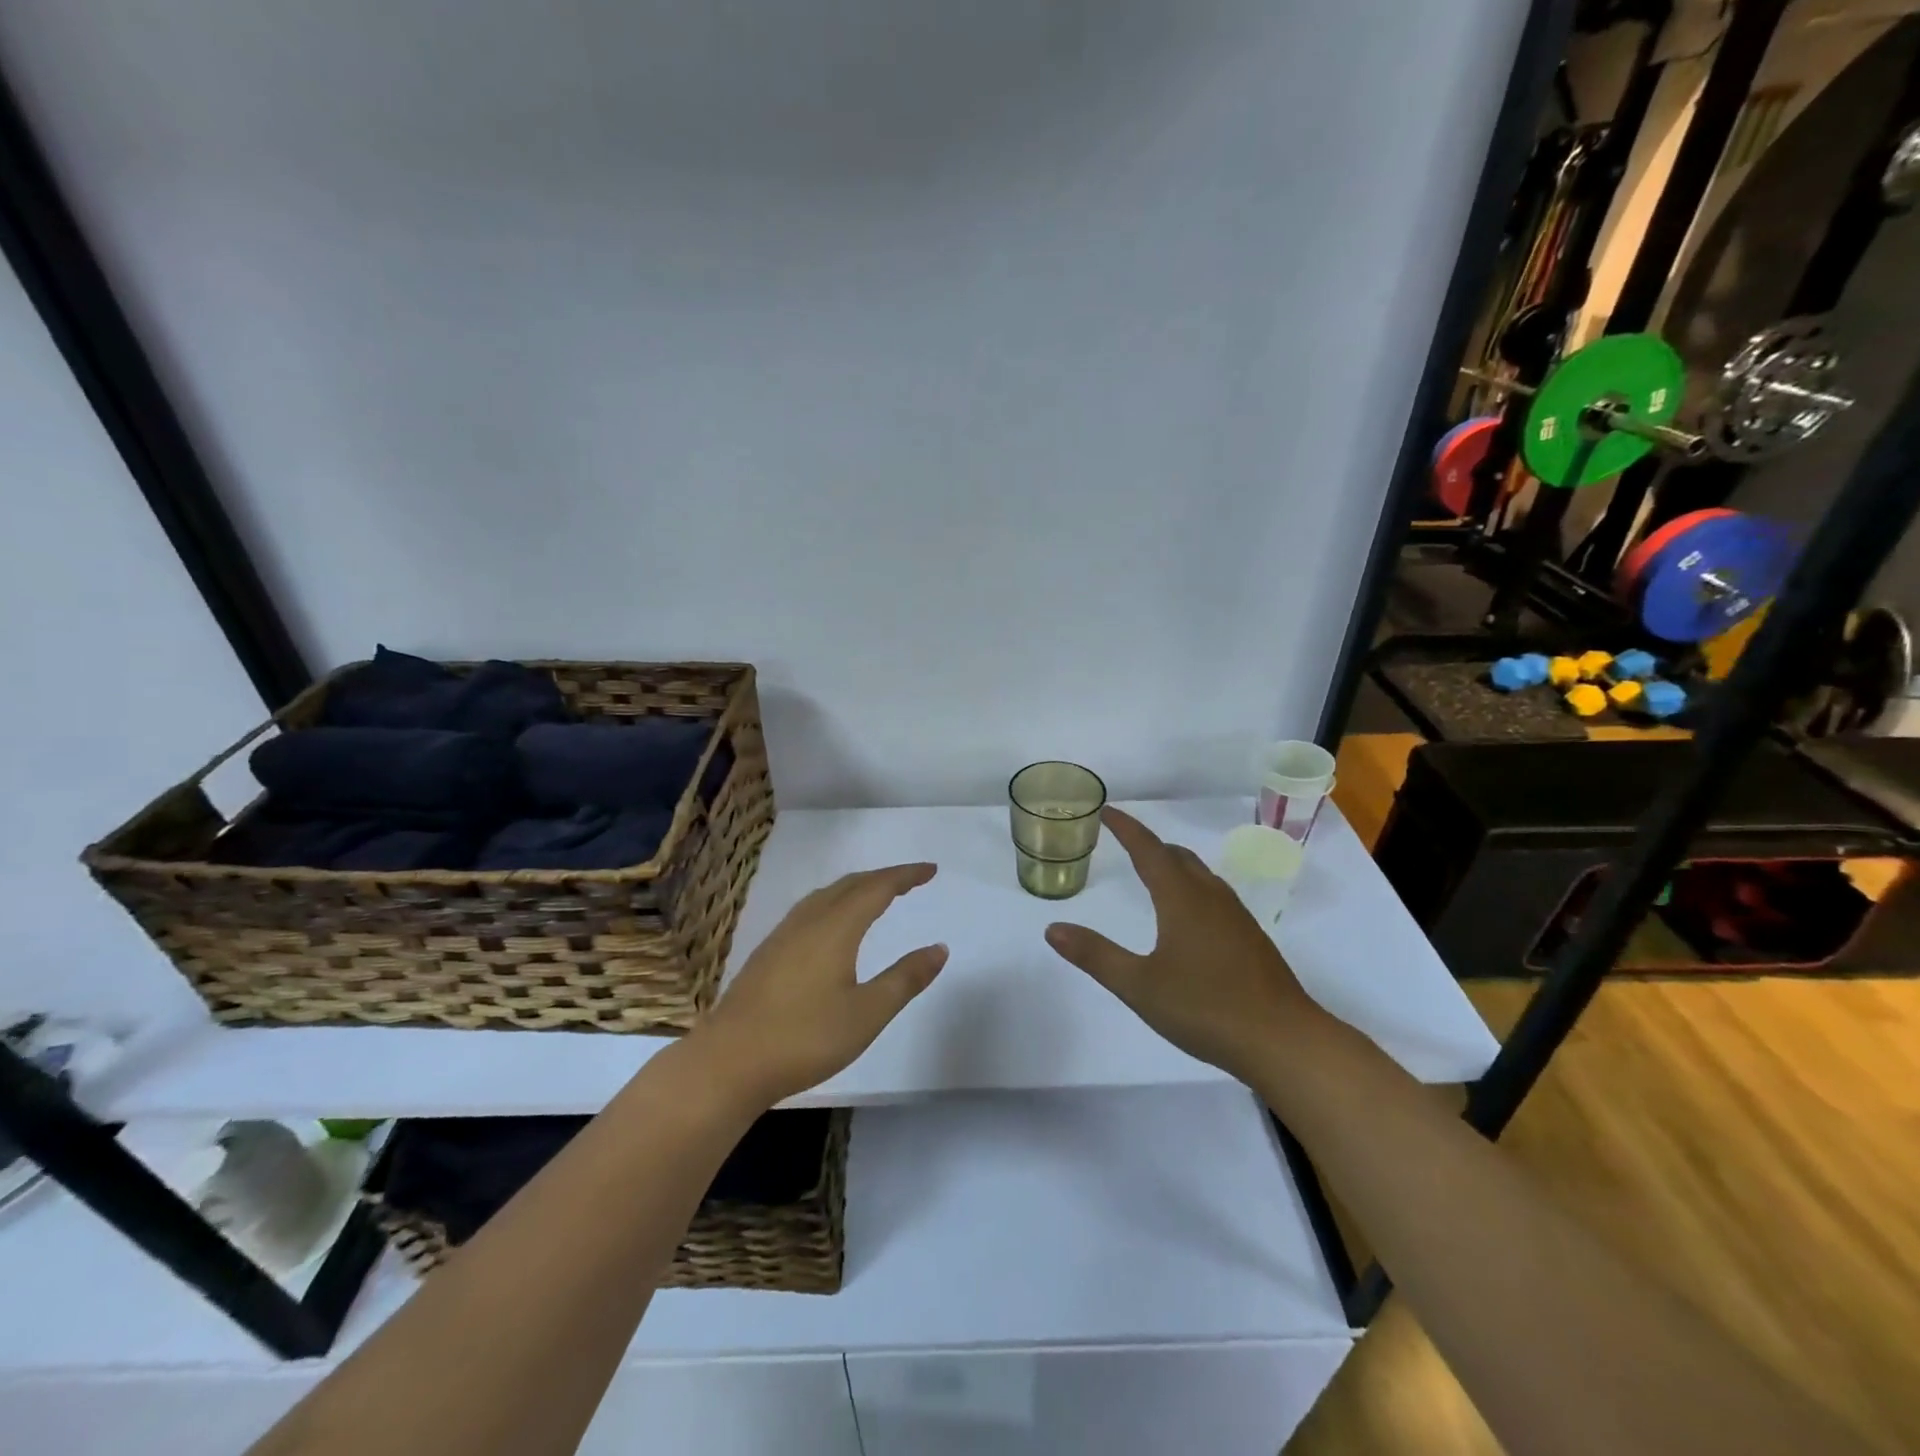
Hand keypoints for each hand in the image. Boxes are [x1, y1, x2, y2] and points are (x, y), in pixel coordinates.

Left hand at [694, 863, 946, 1106]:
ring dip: (855, 888)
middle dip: (882, 877)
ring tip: (875, 895)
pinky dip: (834, 903)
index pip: (877, 888)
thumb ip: (905, 979)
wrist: (729, 1062)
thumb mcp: (867, 1013)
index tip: (931, 870)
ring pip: (825, 896)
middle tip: (910, 880)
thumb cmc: (805, 1037)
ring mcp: (782, 935)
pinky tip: (831, 925)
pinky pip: (809, 910)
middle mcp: (808, 921)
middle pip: (850, 885)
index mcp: (836, 928)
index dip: (905, 876)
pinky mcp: (767, 953)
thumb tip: (939, 948)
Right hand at [1043, 808, 1325, 1082]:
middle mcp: (1211, 898)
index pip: (1148, 850)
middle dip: (1149, 844)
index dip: (1126, 828)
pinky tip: (1189, 916)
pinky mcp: (1251, 940)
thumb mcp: (1139, 986)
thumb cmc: (1206, 1008)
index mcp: (1182, 899)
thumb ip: (1095, 955)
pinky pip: (1215, 896)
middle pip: (1177, 857)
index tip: (1106, 810)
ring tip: (1153, 872)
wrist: (1284, 1041)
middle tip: (1124, 841)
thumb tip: (1052, 929)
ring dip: (1173, 864)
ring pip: (1200, 875)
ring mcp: (1236, 918)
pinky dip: (1191, 888)